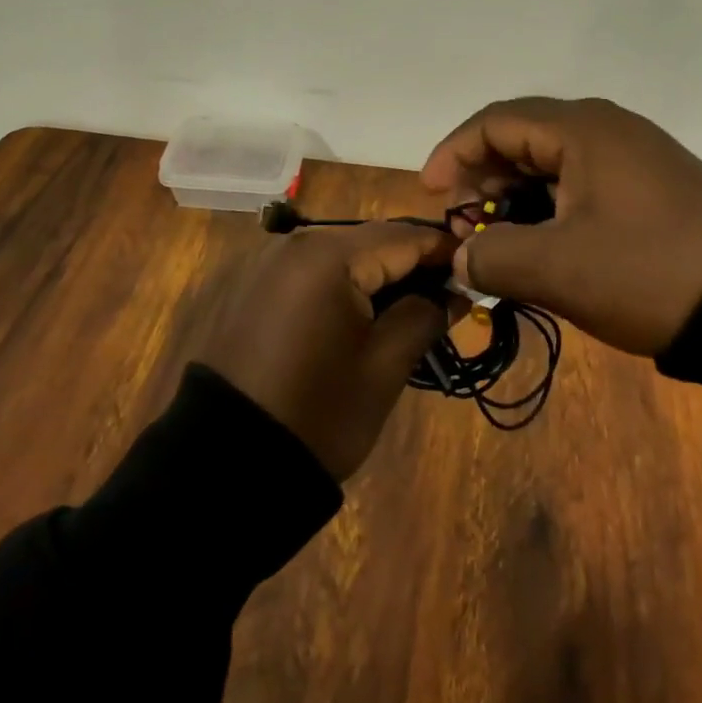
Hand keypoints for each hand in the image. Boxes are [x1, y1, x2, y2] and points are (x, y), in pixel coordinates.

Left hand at [198, 223, 454, 481]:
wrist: (223, 465)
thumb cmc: (317, 413)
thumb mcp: (383, 367)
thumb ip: (425, 315)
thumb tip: (454, 292)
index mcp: (330, 254)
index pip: (405, 237)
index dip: (446, 252)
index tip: (478, 270)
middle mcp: (297, 243)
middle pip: (373, 240)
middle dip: (413, 263)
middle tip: (450, 295)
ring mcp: (271, 262)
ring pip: (345, 254)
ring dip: (380, 274)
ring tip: (413, 308)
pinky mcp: (257, 286)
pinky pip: (316, 271)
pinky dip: (346, 284)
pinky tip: (366, 314)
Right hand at [421, 96, 701, 356]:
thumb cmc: (649, 271)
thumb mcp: (558, 268)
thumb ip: (493, 256)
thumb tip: (464, 255)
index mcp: (582, 129)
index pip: (495, 122)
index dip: (453, 153)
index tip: (431, 194)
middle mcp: (607, 129)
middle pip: (523, 138)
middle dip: (482, 179)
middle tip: (464, 225)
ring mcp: (635, 157)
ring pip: (553, 164)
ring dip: (516, 198)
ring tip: (499, 242)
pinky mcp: (653, 187)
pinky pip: (583, 184)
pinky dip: (551, 209)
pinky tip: (544, 247)